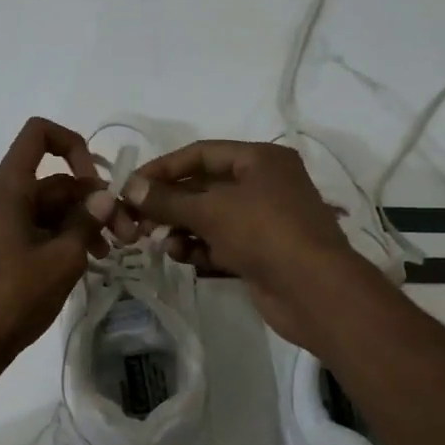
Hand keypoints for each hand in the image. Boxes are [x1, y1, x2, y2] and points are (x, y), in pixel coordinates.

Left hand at [0, 118, 112, 378]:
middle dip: (92, 201)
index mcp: (8, 188)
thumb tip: (103, 196)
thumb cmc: (11, 298)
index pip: (39, 134)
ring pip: (46, 210)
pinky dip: (60, 240)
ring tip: (109, 255)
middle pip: (52, 181)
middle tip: (127, 235)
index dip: (74, 145)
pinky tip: (84, 266)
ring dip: (81, 224)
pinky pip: (33, 232)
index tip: (97, 181)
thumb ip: (86, 223)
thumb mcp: (61, 260)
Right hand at [124, 140, 381, 353]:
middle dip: (170, 203)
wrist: (314, 290)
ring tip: (156, 241)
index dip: (164, 167)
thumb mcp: (211, 210)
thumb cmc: (264, 233)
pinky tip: (180, 257)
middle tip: (136, 220)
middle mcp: (264, 184)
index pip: (201, 153)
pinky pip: (221, 243)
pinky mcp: (260, 252)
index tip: (131, 185)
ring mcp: (264, 220)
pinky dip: (199, 248)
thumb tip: (130, 187)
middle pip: (204, 187)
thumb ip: (167, 199)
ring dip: (181, 228)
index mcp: (260, 160)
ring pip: (210, 218)